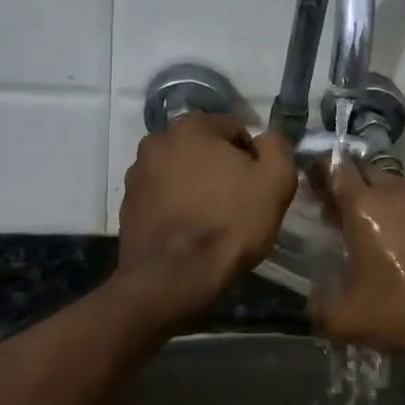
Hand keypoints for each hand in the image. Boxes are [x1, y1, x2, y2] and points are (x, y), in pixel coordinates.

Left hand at [118, 114, 296, 314]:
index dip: (253, 158)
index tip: (258, 187)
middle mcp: (157, 140)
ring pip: (181, 172)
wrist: (173, 278)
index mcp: (191, 126)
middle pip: (204, 149)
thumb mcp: (276, 180)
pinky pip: (162, 196)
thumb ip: (277, 146)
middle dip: (221, 169)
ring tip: (211, 220)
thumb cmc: (230, 223)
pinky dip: (177, 206)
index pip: (235, 129)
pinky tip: (189, 231)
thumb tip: (267, 139)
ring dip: (197, 186)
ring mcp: (137, 173)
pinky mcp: (127, 204)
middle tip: (237, 203)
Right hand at [309, 160, 404, 361]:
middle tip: (343, 212)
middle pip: (367, 172)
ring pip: (397, 188)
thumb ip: (319, 306)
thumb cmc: (401, 312)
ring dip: (382, 201)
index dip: (322, 171)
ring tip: (377, 232)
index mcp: (364, 207)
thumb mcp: (346, 319)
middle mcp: (396, 193)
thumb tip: (312, 302)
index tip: (313, 182)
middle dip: (352, 185)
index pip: (336, 168)